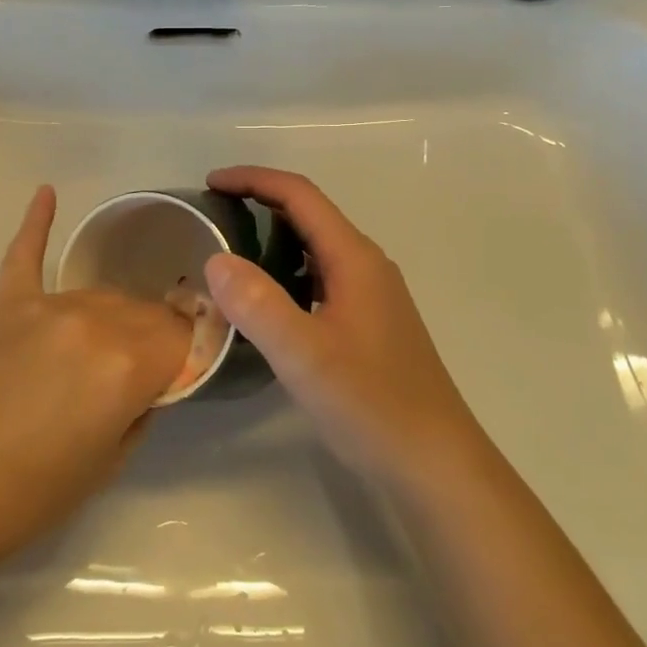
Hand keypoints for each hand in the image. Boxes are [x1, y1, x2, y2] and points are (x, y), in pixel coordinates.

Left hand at [0, 186, 191, 585]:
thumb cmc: (27, 497)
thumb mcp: (108, 464)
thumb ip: (141, 407)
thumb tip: (149, 379)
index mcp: (127, 364)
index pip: (181, 337)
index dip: (189, 351)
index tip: (187, 365)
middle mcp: (92, 321)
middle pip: (142, 311)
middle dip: (153, 335)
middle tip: (143, 368)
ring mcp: (41, 305)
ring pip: (98, 293)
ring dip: (111, 316)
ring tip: (104, 345)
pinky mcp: (0, 302)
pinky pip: (24, 252)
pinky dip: (37, 222)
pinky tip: (47, 192)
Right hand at [202, 166, 479, 487]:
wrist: (437, 466)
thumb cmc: (372, 405)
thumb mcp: (304, 355)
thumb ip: (257, 304)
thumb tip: (215, 259)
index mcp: (354, 258)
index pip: (299, 195)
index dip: (253, 180)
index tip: (209, 184)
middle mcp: (366, 265)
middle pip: (308, 214)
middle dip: (259, 203)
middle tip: (212, 216)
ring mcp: (371, 295)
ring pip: (315, 247)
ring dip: (272, 237)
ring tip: (229, 253)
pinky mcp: (369, 322)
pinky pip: (320, 277)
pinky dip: (286, 271)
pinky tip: (265, 302)